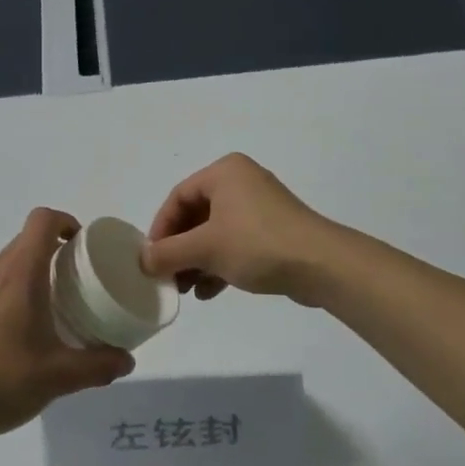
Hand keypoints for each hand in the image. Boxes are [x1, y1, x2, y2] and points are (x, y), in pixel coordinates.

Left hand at [0, 208, 134, 443]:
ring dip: (28, 277)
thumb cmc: (2, 380)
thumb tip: (127, 360)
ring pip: (5, 266)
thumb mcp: (60, 376)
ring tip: (46, 313)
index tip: (82, 246)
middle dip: (53, 255)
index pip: (42, 220)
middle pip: (25, 243)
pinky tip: (12, 337)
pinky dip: (5, 297)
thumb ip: (99, 365)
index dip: (66, 222)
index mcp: (19, 273)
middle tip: (75, 286)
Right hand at [140, 154, 339, 304]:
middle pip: (196, 215)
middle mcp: (241, 182)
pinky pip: (236, 244)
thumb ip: (168, 253)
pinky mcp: (273, 232)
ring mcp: (260, 207)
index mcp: (224, 172)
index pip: (178, 197)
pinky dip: (219, 264)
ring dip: (197, 261)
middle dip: (179, 249)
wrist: (322, 265)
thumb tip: (142, 260)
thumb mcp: (205, 248)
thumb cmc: (257, 244)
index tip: (151, 259)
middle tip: (167, 276)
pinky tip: (208, 292)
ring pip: (215, 233)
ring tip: (185, 289)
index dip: (160, 229)